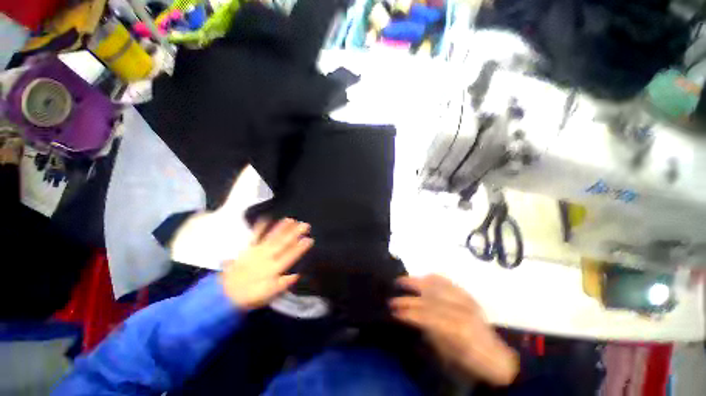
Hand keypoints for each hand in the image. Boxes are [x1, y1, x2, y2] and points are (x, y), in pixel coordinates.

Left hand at [221, 218, 312, 309]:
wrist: (225, 295)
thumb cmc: (251, 296)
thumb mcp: (268, 295)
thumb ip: (282, 284)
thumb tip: (297, 275)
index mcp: (273, 269)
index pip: (290, 256)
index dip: (300, 248)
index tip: (309, 239)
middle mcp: (267, 257)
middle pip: (283, 243)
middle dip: (295, 233)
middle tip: (305, 224)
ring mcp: (257, 251)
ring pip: (272, 237)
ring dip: (281, 228)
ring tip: (291, 219)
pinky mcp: (248, 249)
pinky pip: (254, 236)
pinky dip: (260, 227)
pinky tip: (265, 218)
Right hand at [390, 274, 518, 385]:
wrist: (498, 357)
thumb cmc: (471, 362)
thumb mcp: (449, 354)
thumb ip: (430, 333)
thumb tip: (411, 318)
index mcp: (458, 330)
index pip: (427, 316)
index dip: (408, 312)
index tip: (393, 311)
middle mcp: (461, 310)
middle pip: (428, 299)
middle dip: (408, 298)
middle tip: (392, 297)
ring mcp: (465, 299)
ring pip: (436, 285)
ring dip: (416, 282)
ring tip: (401, 280)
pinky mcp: (467, 294)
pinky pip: (447, 281)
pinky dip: (432, 277)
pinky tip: (421, 277)